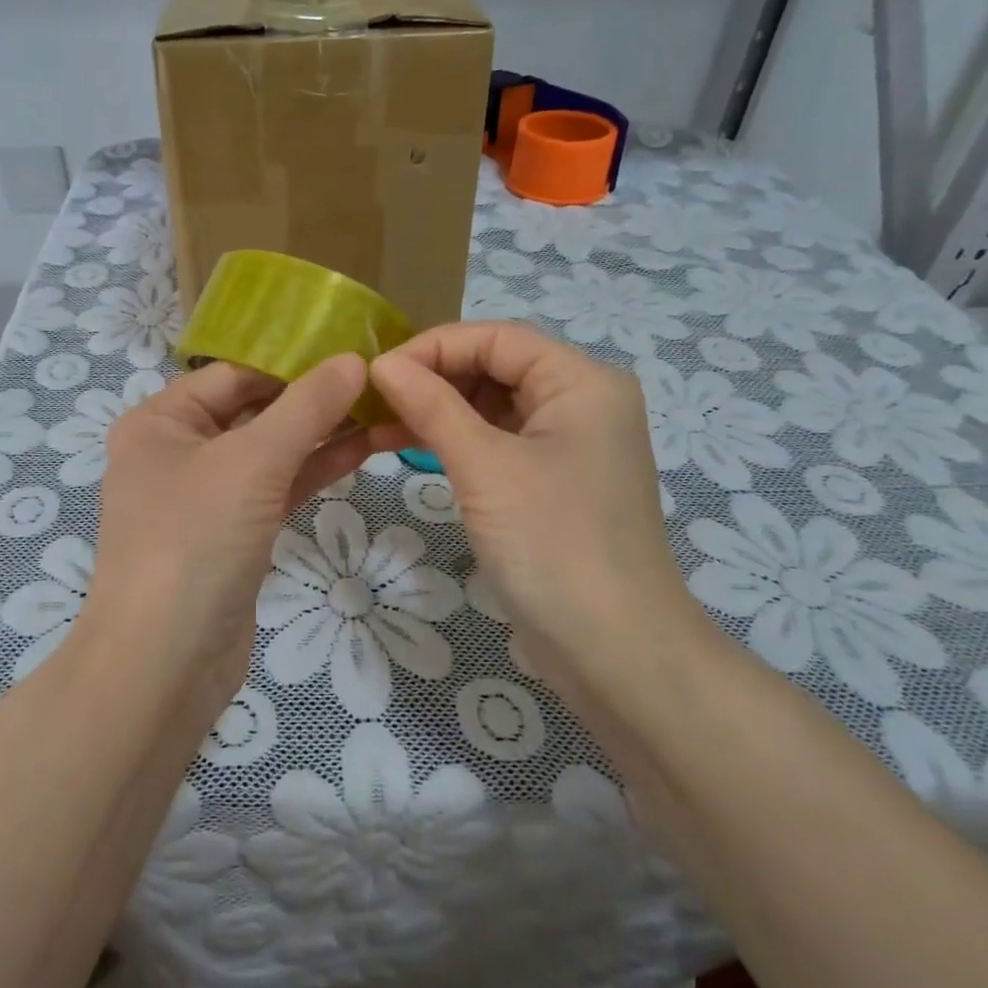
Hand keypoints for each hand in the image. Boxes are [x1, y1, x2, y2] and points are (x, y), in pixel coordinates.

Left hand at [85, 355, 371, 715]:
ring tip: (383, 410)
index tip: (353, 349)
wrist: (164, 662)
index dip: (292, 360)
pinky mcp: (230, 535)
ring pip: (269, 452)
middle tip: (378, 380)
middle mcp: (176, 452)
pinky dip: (312, 470)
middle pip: (253, 410)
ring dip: (321, 434)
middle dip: (312, 398)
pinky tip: (361, 449)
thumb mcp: (253, 461)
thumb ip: (306, 407)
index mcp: (160, 421)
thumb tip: (354, 360)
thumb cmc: (195, 539)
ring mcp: (204, 497)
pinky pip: (275, 489)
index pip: (234, 373)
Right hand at [368, 323, 702, 700]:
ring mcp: (568, 445)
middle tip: (373, 401)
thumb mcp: (484, 465)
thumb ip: (431, 405)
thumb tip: (381, 364)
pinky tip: (410, 448)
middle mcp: (581, 402)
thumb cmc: (553, 543)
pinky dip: (456, 442)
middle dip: (433, 378)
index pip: (496, 337)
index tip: (376, 372)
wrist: (614, 651)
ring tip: (378, 426)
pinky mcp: (552, 482)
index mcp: (581, 381)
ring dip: (437, 411)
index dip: (433, 346)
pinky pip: (497, 442)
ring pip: (492, 406)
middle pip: (495, 367)